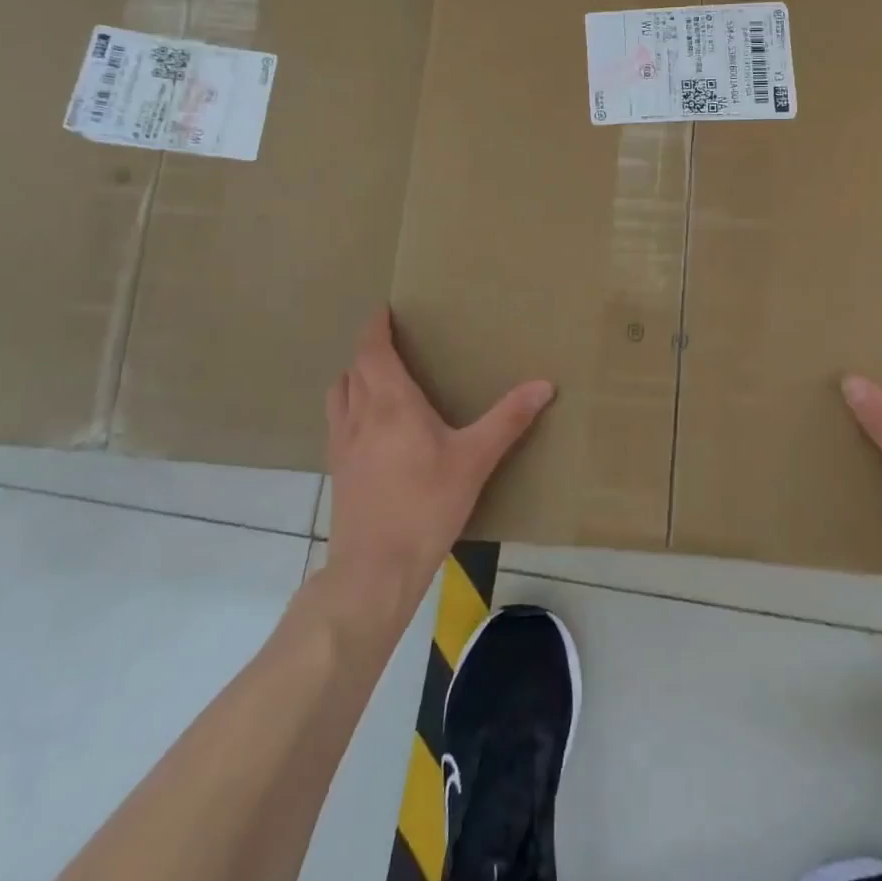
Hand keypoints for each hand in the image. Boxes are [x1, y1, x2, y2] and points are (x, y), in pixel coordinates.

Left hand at [325, 308, 554, 601]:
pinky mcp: (337, 471)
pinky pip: (337, 422)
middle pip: (354, 368)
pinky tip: (369, 427)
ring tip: (375, 377)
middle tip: (390, 341)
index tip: (384, 311)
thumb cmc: (426, 505)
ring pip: (339, 394)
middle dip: (369, 349)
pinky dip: (348, 406)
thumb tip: (545, 384)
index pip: (373, 351)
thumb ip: (509, 419)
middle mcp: (360, 415)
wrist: (375, 569)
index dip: (375, 328)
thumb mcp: (475, 459)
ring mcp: (343, 444)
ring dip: (353, 376)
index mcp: (391, 403)